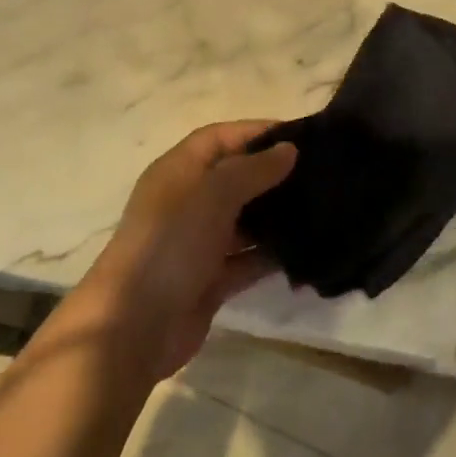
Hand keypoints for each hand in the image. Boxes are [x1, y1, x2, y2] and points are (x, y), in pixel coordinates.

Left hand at [77, 122, 295, 378]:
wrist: (134, 325)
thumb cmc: (172, 241)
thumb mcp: (214, 193)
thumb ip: (254, 168)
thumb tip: (289, 148)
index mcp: (179, 170)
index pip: (220, 137)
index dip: (256, 132)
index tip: (301, 135)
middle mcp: (188, 201)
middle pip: (235, 177)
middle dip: (273, 174)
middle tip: (320, 173)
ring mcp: (198, 242)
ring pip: (245, 220)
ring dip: (276, 216)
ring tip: (321, 209)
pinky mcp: (210, 279)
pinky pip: (247, 260)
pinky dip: (271, 255)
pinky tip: (306, 251)